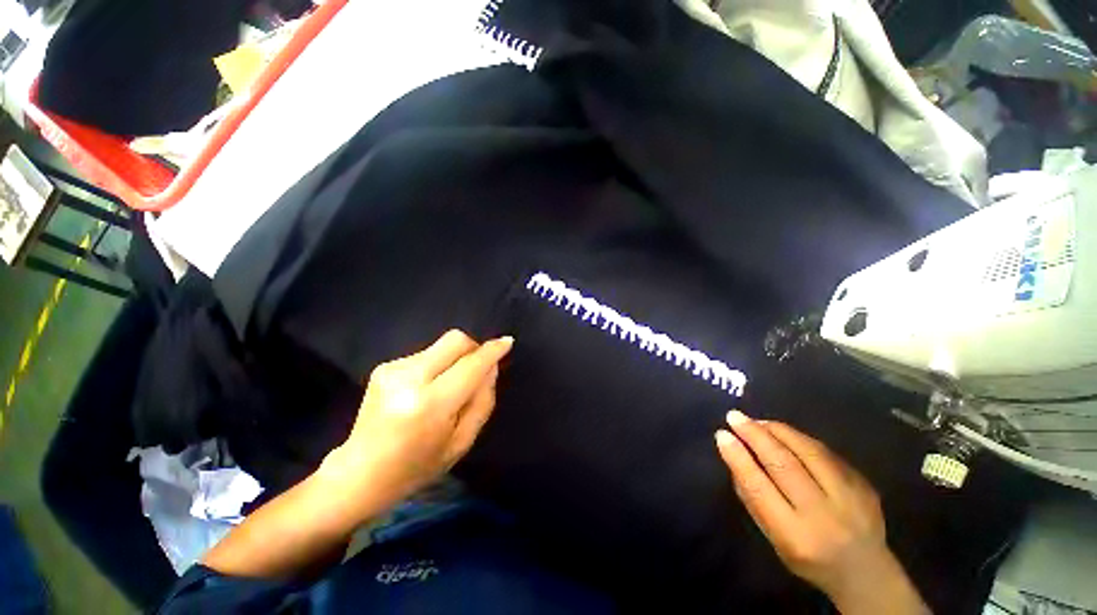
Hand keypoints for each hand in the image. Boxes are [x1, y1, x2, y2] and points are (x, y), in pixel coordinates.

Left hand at [321, 330, 513, 520]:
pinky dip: (438, 364)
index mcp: (430, 404)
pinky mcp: (384, 366)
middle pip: (456, 341)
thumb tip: (491, 366)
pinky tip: (427, 388)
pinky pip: (427, 353)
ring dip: (455, 359)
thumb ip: (483, 400)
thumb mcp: (462, 441)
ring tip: (447, 387)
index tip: (507, 342)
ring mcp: (392, 369)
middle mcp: (409, 378)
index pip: (471, 365)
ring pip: (442, 345)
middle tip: (477, 368)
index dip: (492, 351)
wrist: (359, 474)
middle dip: (474, 348)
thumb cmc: (417, 467)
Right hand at [715, 411, 928, 614]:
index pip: (760, 488)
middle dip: (756, 436)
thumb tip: (734, 457)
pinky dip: (799, 438)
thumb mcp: (774, 538)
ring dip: (777, 430)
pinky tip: (783, 432)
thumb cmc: (808, 558)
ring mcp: (850, 498)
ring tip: (757, 421)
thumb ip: (753, 500)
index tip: (722, 435)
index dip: (739, 458)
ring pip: (809, 452)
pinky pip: (826, 453)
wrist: (866, 573)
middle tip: (735, 416)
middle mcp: (824, 516)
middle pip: (785, 465)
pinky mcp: (864, 484)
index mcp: (796, 536)